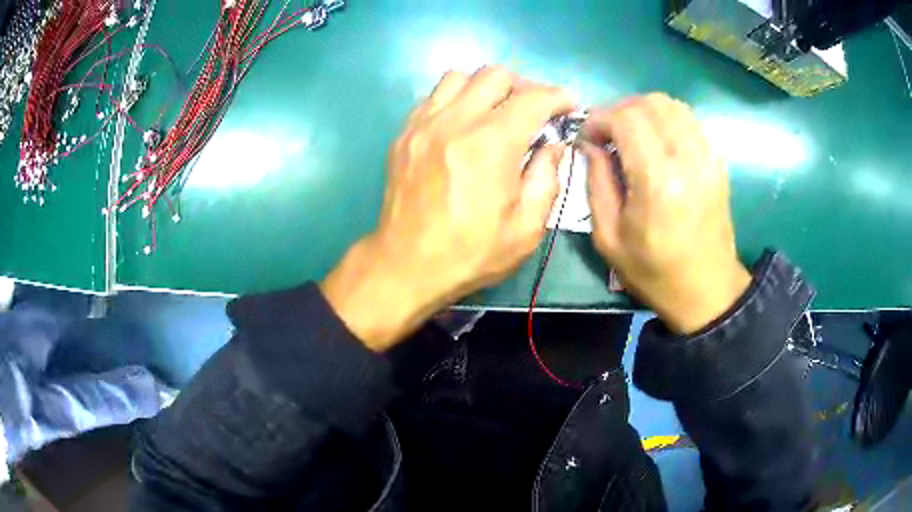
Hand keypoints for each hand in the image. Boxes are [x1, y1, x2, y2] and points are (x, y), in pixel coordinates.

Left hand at [322, 67, 574, 350]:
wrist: (406, 265)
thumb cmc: (470, 254)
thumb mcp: (526, 229)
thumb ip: (547, 179)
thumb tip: (553, 145)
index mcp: (491, 144)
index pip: (533, 98)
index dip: (557, 96)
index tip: (568, 105)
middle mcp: (456, 121)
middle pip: (495, 75)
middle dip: (524, 87)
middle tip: (533, 111)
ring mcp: (424, 123)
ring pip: (460, 76)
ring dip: (486, 86)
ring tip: (497, 111)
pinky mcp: (405, 133)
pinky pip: (434, 95)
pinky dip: (457, 97)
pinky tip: (464, 122)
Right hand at [584, 94, 750, 333]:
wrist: (707, 290)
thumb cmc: (654, 272)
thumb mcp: (609, 238)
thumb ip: (595, 182)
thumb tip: (588, 143)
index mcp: (658, 182)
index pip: (626, 118)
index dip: (599, 118)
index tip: (587, 136)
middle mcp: (687, 160)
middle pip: (649, 103)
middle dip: (619, 110)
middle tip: (607, 134)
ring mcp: (708, 158)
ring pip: (672, 105)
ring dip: (644, 111)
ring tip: (631, 134)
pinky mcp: (717, 161)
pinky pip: (689, 120)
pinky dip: (667, 120)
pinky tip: (657, 141)